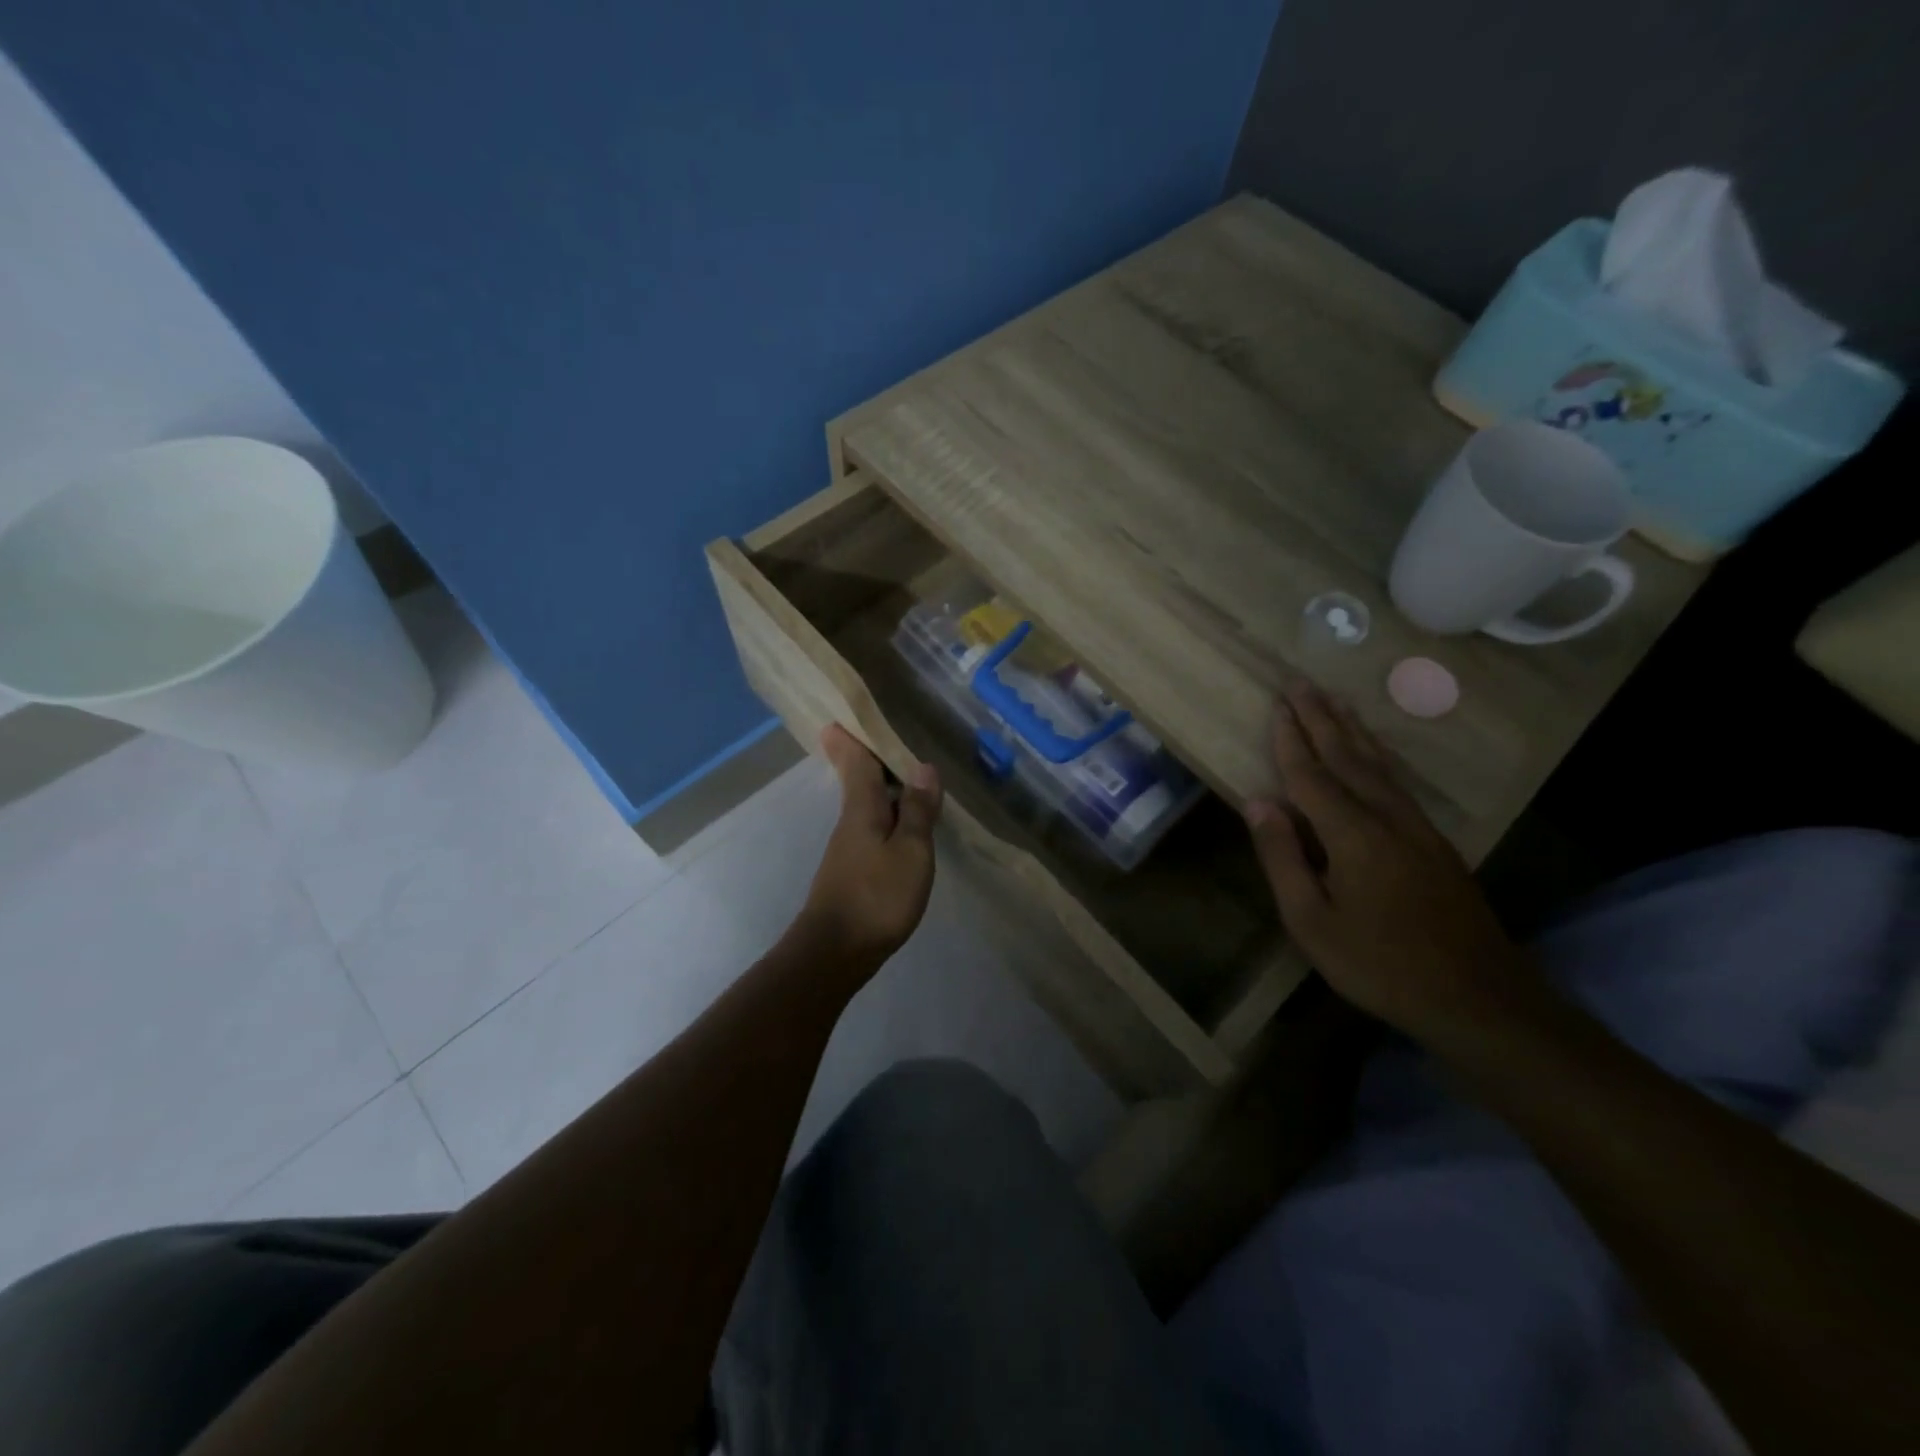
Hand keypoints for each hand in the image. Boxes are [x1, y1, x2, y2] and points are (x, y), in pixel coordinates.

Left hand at [798, 725, 941, 972]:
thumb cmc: (877, 896)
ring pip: (864, 807)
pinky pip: (870, 830)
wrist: (835, 952)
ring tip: (901, 777)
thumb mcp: (910, 851)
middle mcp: (850, 822)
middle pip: (857, 782)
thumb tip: (923, 767)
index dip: (850, 740)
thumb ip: (917, 810)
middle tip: (874, 738)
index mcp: (862, 809)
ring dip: (878, 788)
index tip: (838, 719)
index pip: (856, 763)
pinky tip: (900, 826)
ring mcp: (848, 849)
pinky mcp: (852, 872)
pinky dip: (884, 817)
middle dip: (862, 759)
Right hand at [1245, 682, 1533, 1043]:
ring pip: (1378, 764)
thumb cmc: (1379, 964)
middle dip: (1320, 718)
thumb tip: (1257, 801)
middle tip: (1301, 682)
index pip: (1311, 774)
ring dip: (1351, 729)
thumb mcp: (1311, 921)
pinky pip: (1396, 782)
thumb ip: (1282, 857)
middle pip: (1347, 756)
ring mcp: (1417, 827)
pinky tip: (1373, 752)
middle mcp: (1387, 817)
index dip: (1290, 739)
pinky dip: (1377, 756)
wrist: (1477, 997)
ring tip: (1334, 700)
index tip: (1277, 704)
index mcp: (1352, 834)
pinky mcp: (1434, 842)